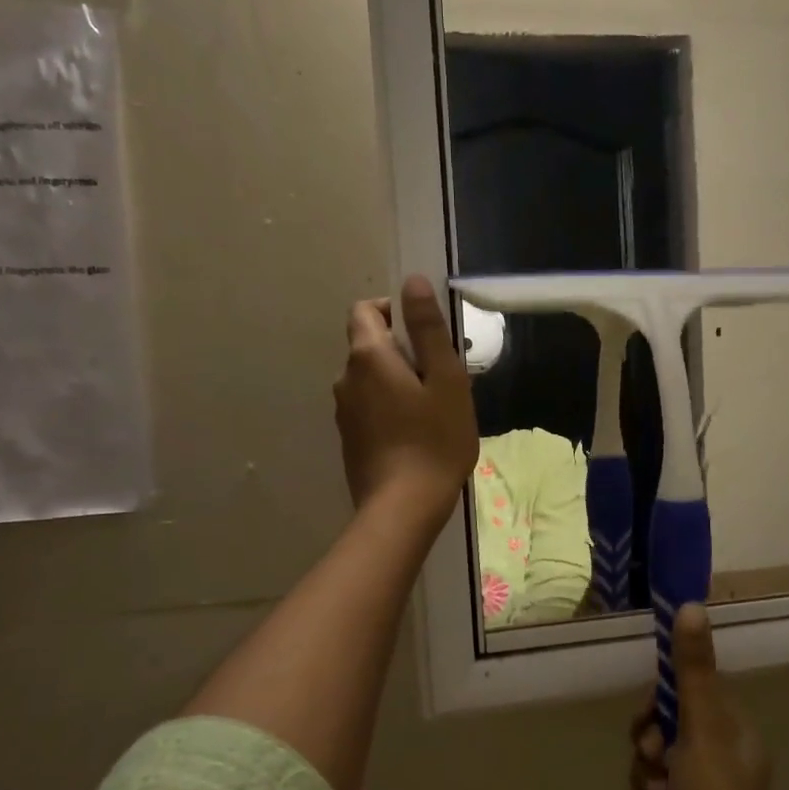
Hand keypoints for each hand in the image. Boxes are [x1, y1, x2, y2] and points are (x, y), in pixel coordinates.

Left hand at [334, 275, 478, 528]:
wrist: (403, 507)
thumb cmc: (435, 439)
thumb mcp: (445, 379)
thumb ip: (427, 328)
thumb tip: (412, 282)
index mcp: (368, 356)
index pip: (365, 310)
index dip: (393, 311)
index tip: (424, 334)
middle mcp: (346, 378)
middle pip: (370, 345)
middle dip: (402, 350)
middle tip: (440, 378)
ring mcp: (344, 411)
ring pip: (370, 379)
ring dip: (397, 381)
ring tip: (432, 410)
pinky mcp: (349, 439)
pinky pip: (369, 407)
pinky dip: (389, 407)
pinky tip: (416, 434)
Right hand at [623, 605, 788, 789]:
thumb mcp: (701, 731)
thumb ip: (692, 670)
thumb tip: (691, 604)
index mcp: (735, 734)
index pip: (690, 692)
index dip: (664, 700)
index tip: (653, 716)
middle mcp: (720, 760)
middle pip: (664, 726)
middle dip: (649, 742)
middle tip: (655, 760)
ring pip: (649, 761)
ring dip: (644, 778)